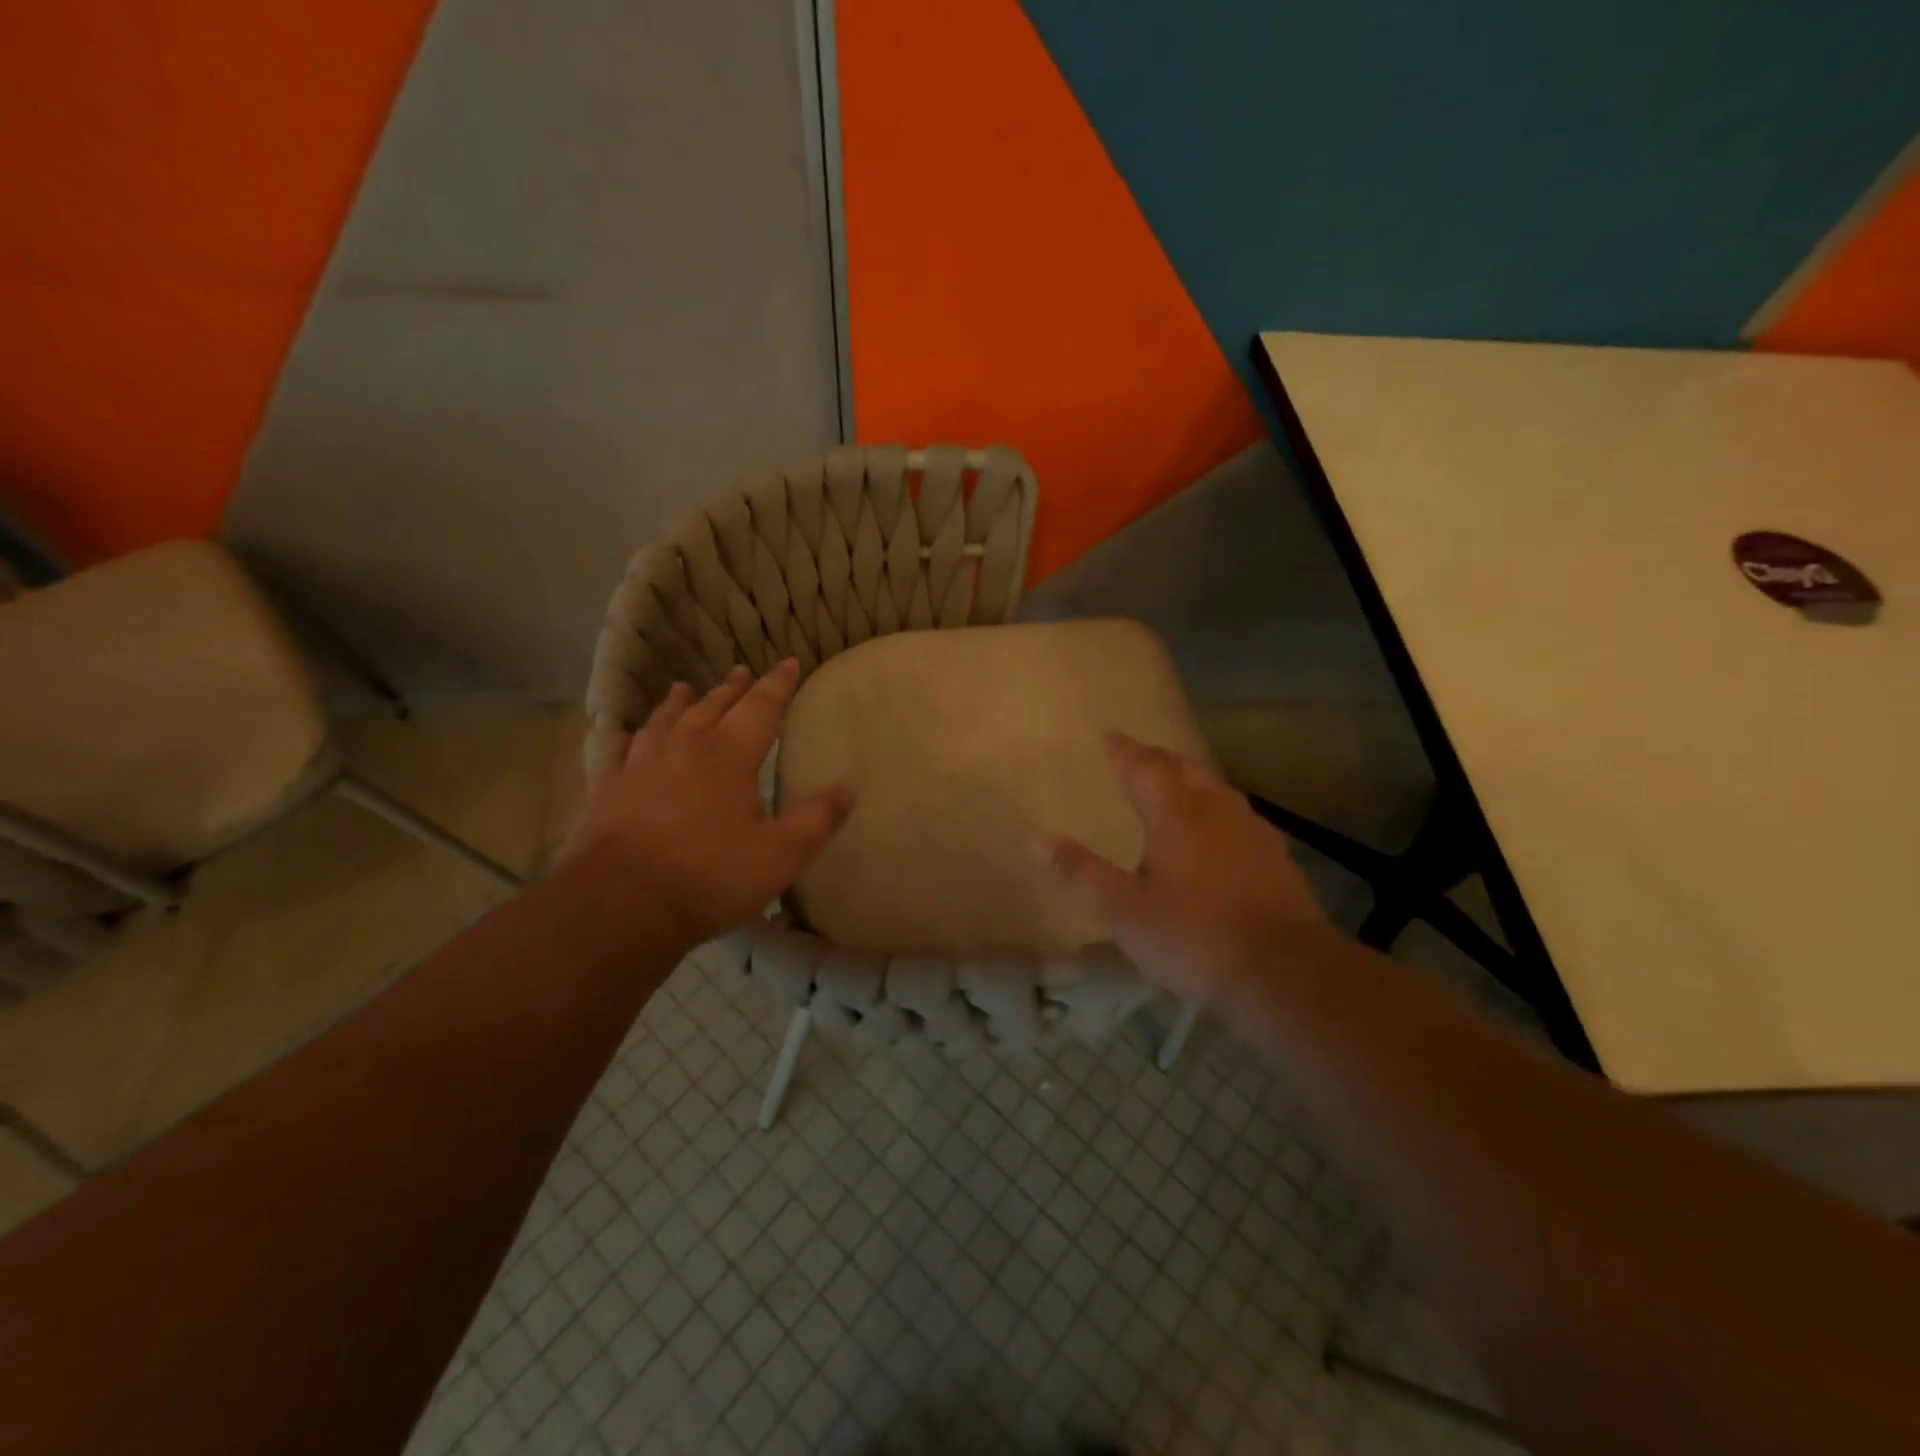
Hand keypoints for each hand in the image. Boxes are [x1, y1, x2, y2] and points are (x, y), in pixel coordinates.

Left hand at [560, 660, 853, 946]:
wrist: (620, 904)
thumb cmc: (710, 876)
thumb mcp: (780, 855)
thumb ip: (816, 820)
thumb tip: (848, 790)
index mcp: (729, 756)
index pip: (761, 708)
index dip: (778, 685)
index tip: (789, 663)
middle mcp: (684, 749)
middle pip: (711, 708)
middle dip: (732, 689)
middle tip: (741, 672)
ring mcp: (640, 767)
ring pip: (663, 722)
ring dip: (679, 704)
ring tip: (682, 689)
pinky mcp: (606, 790)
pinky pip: (618, 752)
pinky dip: (627, 737)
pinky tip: (626, 736)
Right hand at [1037, 732, 1332, 1003]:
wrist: (1284, 971)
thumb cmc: (1193, 936)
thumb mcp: (1124, 910)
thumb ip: (1080, 873)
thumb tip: (1035, 840)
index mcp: (1175, 815)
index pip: (1144, 768)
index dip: (1124, 750)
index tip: (1109, 736)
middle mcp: (1215, 811)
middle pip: (1185, 769)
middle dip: (1159, 759)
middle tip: (1141, 758)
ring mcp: (1252, 832)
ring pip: (1217, 790)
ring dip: (1192, 781)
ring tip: (1177, 788)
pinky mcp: (1277, 858)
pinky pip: (1239, 818)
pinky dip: (1218, 812)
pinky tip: (1220, 835)